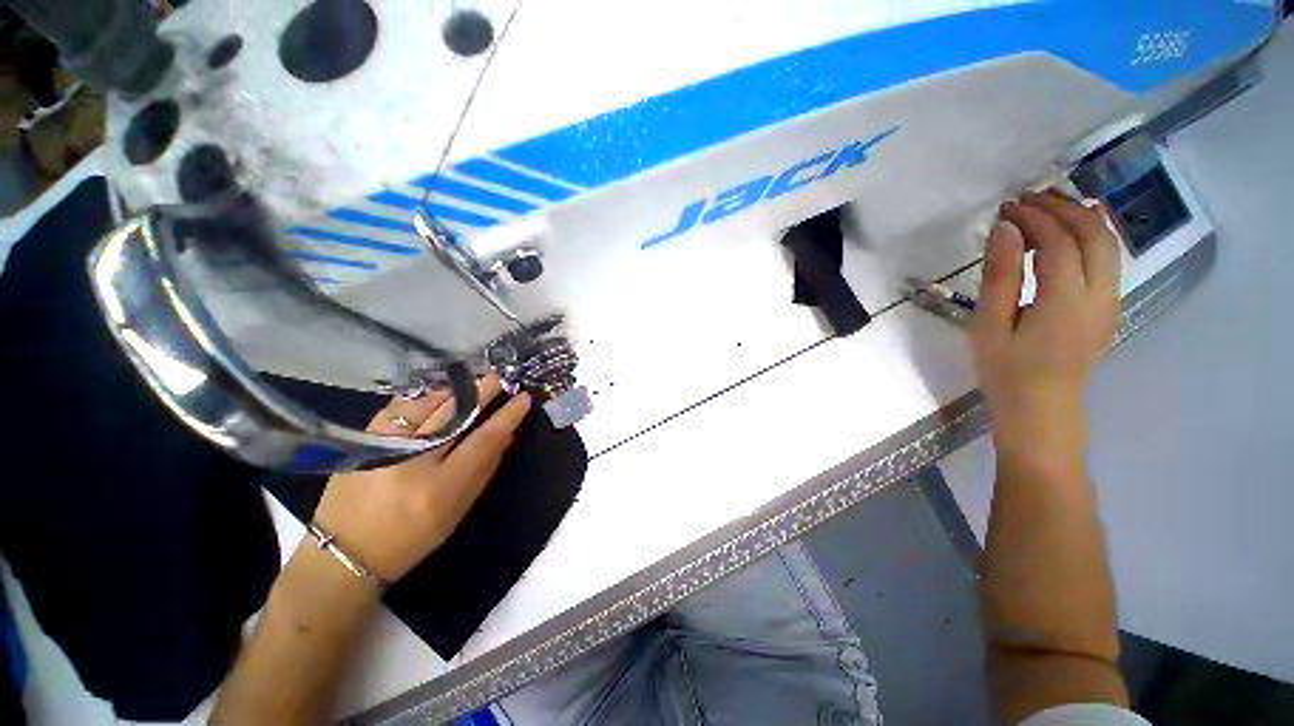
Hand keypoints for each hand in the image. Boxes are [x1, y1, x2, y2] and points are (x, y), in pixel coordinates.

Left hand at [312, 375, 530, 582]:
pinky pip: (399, 408)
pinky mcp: (362, 441)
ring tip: (472, 380)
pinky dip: (423, 398)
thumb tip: (507, 435)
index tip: (523, 399)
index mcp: (440, 487)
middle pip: (454, 415)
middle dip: (481, 392)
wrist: (345, 552)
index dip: (506, 417)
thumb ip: (484, 471)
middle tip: (499, 378)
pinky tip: (437, 393)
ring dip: (453, 391)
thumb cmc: (412, 538)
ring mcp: (384, 447)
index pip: (483, 441)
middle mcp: (412, 461)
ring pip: (426, 406)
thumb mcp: (457, 511)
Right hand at [971, 190, 1119, 463]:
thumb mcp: (989, 326)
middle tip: (1027, 198)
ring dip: (1081, 217)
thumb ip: (1000, 276)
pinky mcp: (1108, 307)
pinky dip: (1090, 235)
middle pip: (1093, 235)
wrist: (1041, 410)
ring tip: (1047, 206)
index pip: (1059, 242)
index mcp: (1065, 302)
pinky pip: (1109, 259)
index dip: (1034, 217)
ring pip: (1108, 244)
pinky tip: (1069, 232)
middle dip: (1062, 208)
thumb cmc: (1005, 371)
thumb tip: (1004, 230)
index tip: (1005, 207)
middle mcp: (1099, 295)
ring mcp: (1110, 301)